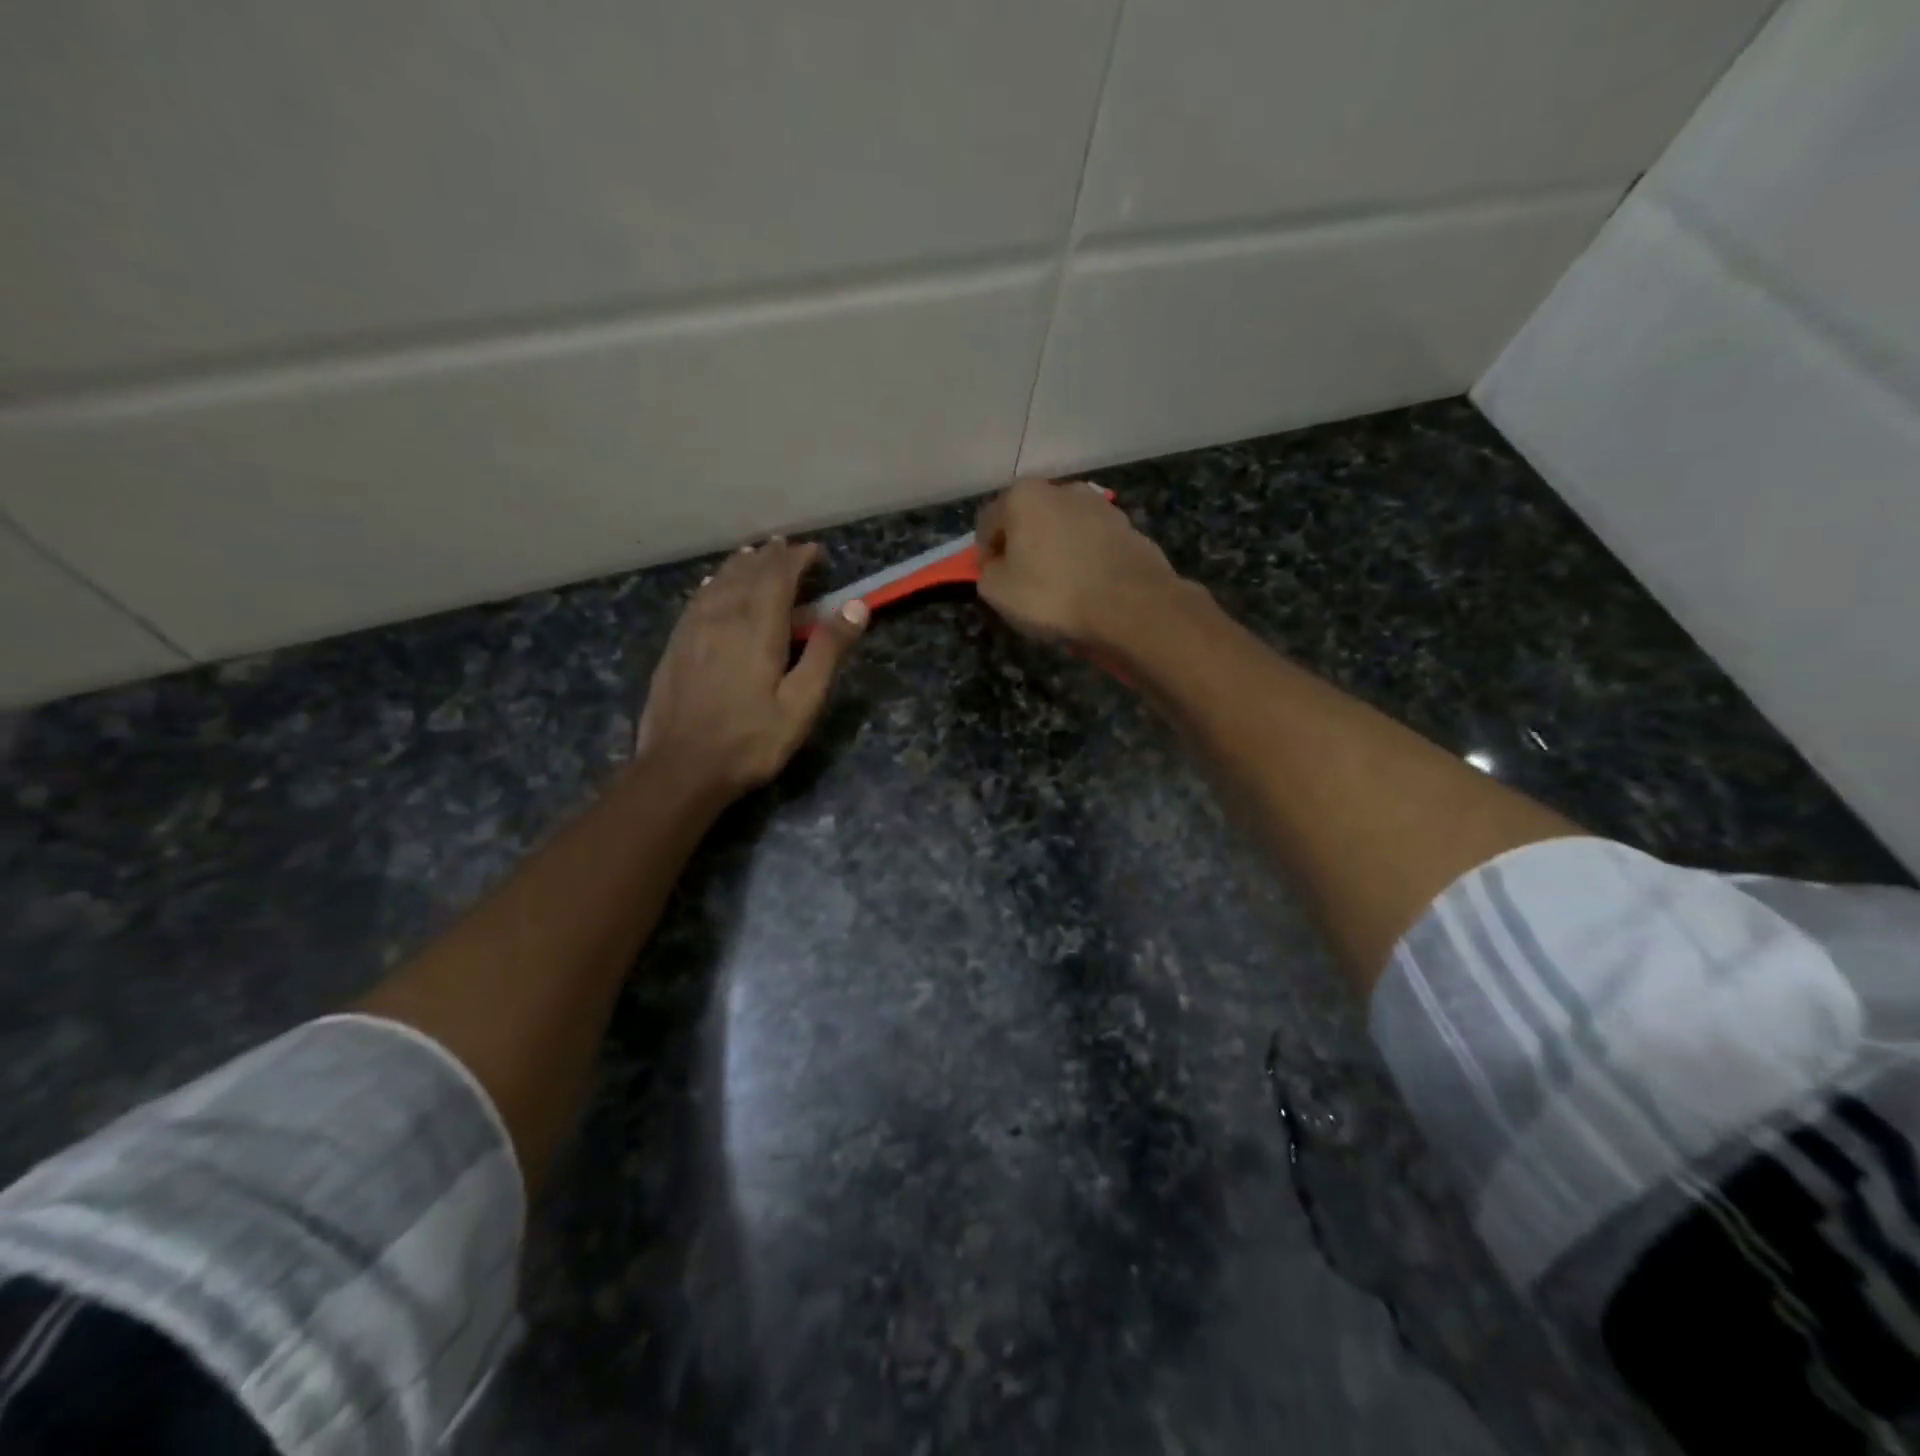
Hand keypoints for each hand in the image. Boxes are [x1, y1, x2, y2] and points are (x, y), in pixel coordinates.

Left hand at [636, 539, 866, 798]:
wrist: (681, 768)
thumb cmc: (751, 740)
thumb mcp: (802, 702)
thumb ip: (827, 651)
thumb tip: (856, 605)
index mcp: (758, 627)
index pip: (778, 576)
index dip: (797, 558)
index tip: (815, 551)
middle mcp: (723, 617)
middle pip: (747, 573)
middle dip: (770, 556)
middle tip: (788, 547)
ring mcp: (693, 630)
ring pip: (720, 582)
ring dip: (741, 564)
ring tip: (755, 554)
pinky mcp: (675, 646)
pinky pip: (698, 599)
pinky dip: (714, 583)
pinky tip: (714, 584)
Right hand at [975, 479, 1187, 651]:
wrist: (1131, 604)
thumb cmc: (1054, 594)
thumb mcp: (998, 592)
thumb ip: (986, 573)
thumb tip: (998, 566)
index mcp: (1023, 496)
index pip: (988, 523)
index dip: (985, 555)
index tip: (993, 581)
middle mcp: (1062, 489)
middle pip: (1028, 520)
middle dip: (1022, 547)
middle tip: (1024, 583)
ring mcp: (1099, 505)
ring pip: (1062, 528)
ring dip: (1055, 550)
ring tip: (1060, 586)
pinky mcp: (1127, 526)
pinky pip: (1092, 542)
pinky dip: (1084, 558)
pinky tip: (1088, 586)